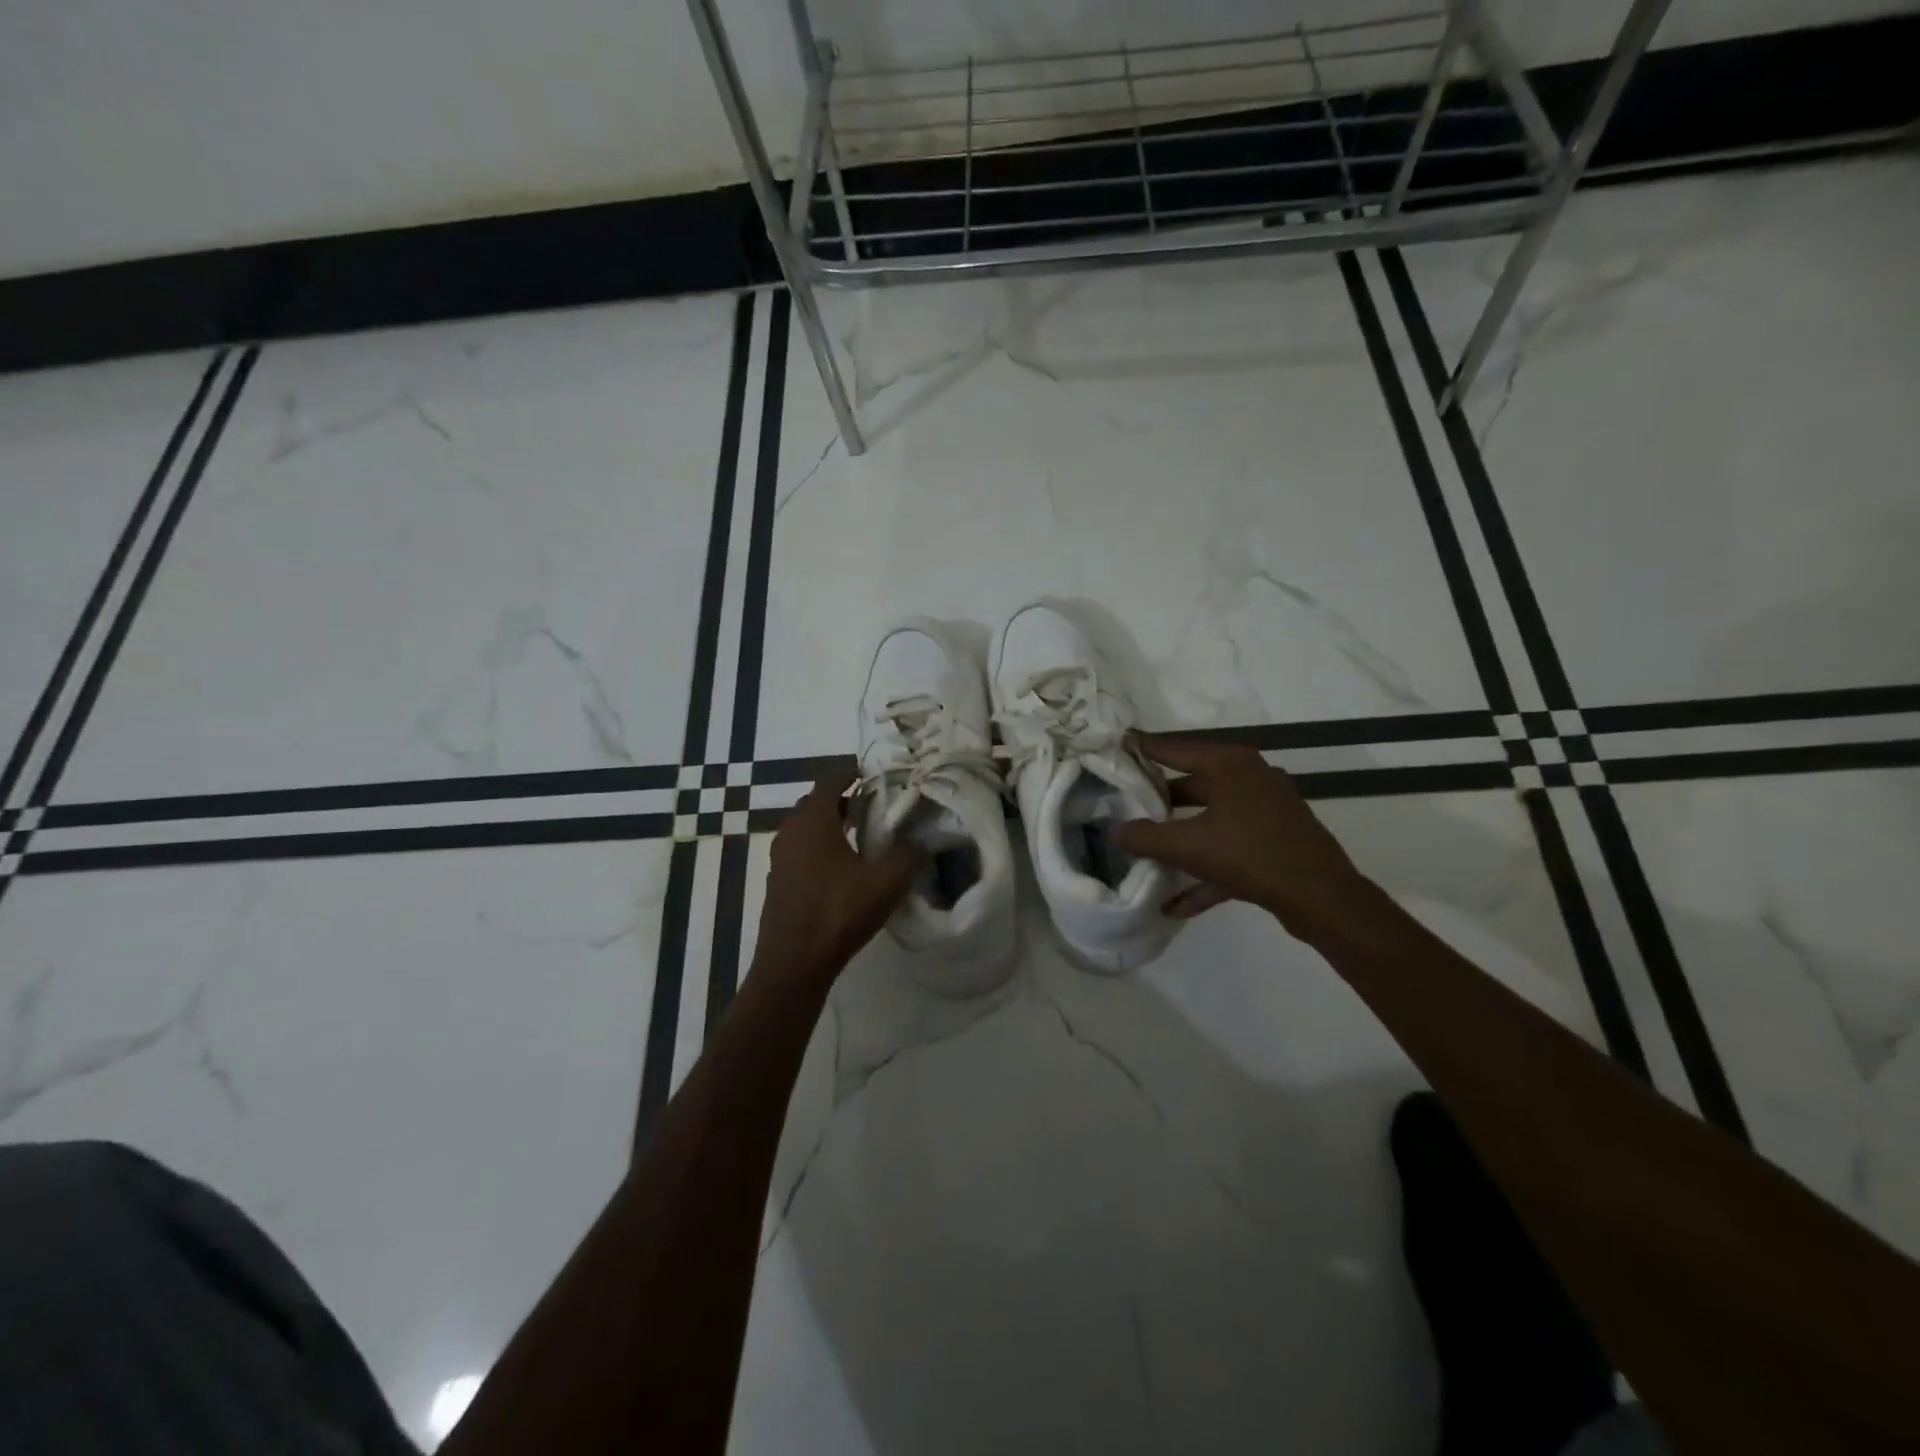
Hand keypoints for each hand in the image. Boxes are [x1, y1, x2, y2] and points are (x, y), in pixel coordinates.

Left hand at [755, 768, 924, 983]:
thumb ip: (909, 854)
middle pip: (818, 802)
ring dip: (833, 823)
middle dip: (845, 797)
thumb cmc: (838, 913)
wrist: (793, 964)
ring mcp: (780, 858)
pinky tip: (844, 867)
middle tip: (876, 802)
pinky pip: (802, 850)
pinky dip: (822, 846)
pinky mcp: (779, 881)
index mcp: (813, 821)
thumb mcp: (885, 883)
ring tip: (864, 833)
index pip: (831, 779)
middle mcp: (791, 831)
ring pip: (809, 827)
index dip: (853, 771)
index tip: (875, 772)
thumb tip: (922, 838)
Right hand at [1115, 736, 1369, 936]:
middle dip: (1158, 800)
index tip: (1116, 745)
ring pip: (1211, 820)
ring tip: (1145, 851)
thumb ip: (1145, 837)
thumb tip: (1114, 831)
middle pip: (1192, 785)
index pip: (1175, 748)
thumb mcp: (1188, 846)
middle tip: (1124, 804)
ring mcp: (1266, 811)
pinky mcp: (1275, 842)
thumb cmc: (1250, 854)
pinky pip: (1230, 851)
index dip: (1143, 748)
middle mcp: (1250, 779)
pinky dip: (1205, 872)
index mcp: (1230, 765)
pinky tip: (1176, 905)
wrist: (1321, 898)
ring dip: (1180, 840)